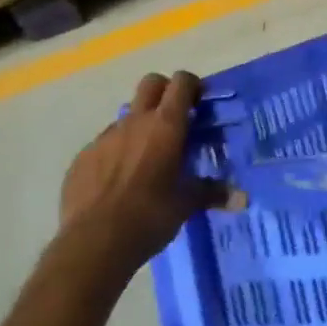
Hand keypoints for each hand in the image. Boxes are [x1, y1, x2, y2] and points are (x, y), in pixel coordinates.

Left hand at [60, 72, 226, 272]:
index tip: (199, 103)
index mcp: (166, 126)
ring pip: (127, 115)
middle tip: (174, 119)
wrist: (92, 243)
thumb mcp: (186, 205)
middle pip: (151, 83)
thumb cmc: (149, 216)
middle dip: (164, 91)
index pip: (181, 82)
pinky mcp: (83, 156)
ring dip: (140, 126)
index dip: (192, 86)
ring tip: (146, 158)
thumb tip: (243, 199)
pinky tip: (118, 182)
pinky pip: (104, 143)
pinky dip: (115, 152)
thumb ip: (212, 193)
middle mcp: (135, 122)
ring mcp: (105, 137)